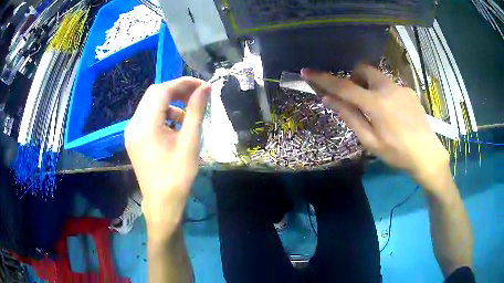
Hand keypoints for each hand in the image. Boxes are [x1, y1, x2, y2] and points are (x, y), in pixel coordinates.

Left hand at [125, 77, 210, 237]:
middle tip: (197, 95)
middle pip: (154, 94)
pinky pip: (148, 117)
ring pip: (151, 105)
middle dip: (177, 90)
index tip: (203, 86)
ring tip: (188, 114)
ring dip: (170, 103)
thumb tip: (205, 88)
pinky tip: (176, 126)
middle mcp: (133, 124)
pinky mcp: (134, 139)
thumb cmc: (178, 176)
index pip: (162, 90)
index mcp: (145, 125)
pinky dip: (163, 115)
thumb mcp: (189, 142)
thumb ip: (196, 111)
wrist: (163, 204)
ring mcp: (131, 132)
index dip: (183, 83)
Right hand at [301, 65, 448, 188]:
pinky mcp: (409, 91)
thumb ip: (350, 117)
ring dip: (369, 86)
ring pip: (377, 77)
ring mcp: (400, 87)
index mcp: (376, 103)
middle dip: (353, 78)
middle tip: (354, 97)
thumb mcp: (370, 141)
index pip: (344, 87)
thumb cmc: (397, 154)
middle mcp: (388, 88)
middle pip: (363, 70)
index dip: (324, 79)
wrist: (427, 155)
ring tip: (376, 109)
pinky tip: (391, 112)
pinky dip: (382, 92)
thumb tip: (329, 100)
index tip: (307, 72)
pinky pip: (389, 85)